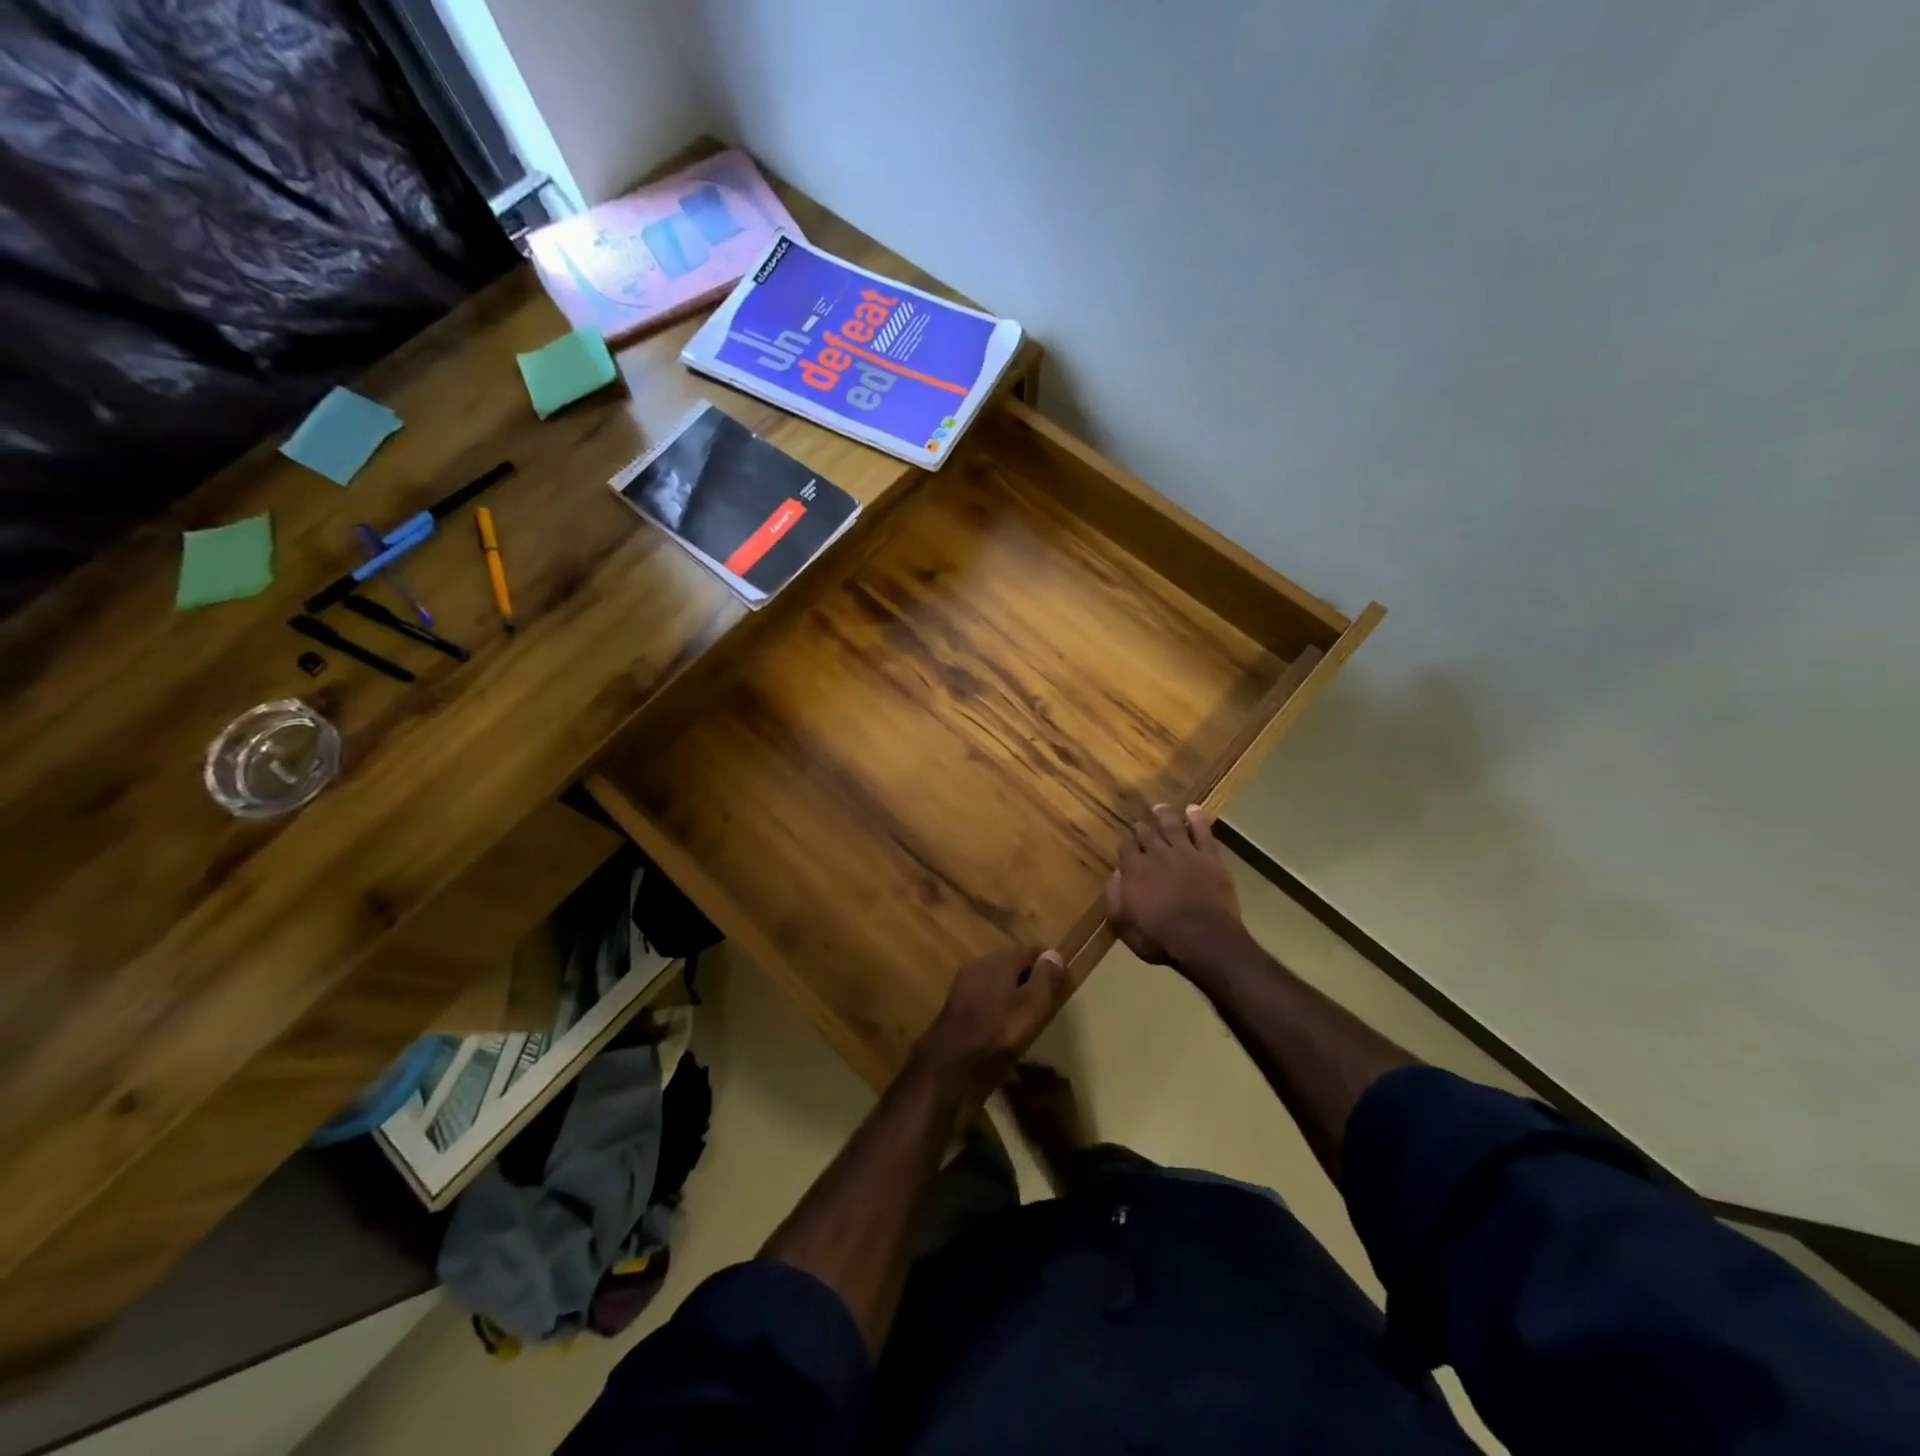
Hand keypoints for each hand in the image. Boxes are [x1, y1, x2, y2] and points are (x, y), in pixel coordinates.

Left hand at [909, 946, 1069, 1103]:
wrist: (947, 1069)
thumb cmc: (997, 1035)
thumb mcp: (1031, 1008)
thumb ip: (1045, 979)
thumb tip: (1054, 953)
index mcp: (999, 960)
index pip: (1031, 951)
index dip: (1049, 965)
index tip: (1063, 984)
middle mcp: (978, 966)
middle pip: (1011, 965)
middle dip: (1029, 979)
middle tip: (1046, 1002)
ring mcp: (963, 986)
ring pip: (996, 984)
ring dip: (1011, 996)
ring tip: (1027, 1019)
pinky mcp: (954, 1009)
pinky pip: (983, 1001)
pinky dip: (996, 1010)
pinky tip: (1002, 1030)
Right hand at [1105, 804, 1247, 969]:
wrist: (1203, 939)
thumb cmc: (1159, 938)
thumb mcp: (1124, 925)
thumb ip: (1115, 897)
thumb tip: (1115, 875)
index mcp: (1133, 870)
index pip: (1125, 848)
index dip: (1125, 845)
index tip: (1126, 845)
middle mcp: (1156, 854)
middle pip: (1146, 834)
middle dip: (1142, 827)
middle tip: (1140, 822)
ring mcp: (1185, 853)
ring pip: (1172, 826)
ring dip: (1165, 815)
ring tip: (1160, 807)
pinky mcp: (1209, 857)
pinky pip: (1203, 832)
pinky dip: (1197, 819)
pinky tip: (1194, 810)